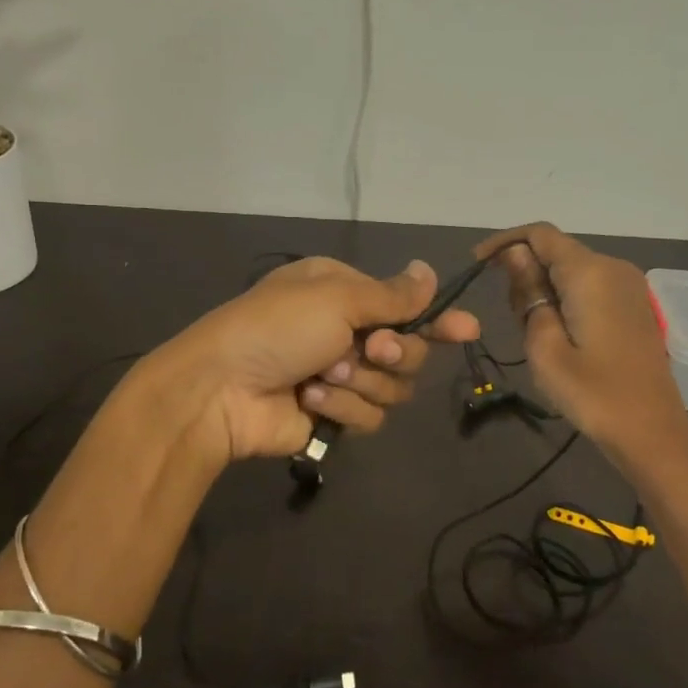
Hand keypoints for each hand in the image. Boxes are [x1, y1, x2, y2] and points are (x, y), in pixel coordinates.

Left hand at [149, 256, 479, 462]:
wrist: (221, 390)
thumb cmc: (277, 328)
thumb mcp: (336, 298)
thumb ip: (391, 295)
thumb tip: (428, 271)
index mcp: (344, 294)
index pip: (407, 306)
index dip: (438, 320)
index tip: (466, 330)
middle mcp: (347, 332)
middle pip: (410, 351)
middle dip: (394, 354)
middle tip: (370, 351)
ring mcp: (341, 377)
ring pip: (394, 388)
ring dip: (360, 383)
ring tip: (322, 378)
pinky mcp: (335, 417)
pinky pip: (370, 417)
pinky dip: (342, 410)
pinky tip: (310, 402)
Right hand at [474, 222, 687, 456]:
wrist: (651, 431)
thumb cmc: (592, 393)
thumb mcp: (545, 346)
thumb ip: (529, 293)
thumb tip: (516, 254)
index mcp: (590, 273)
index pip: (540, 234)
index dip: (505, 242)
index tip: (477, 266)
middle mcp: (612, 268)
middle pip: (556, 251)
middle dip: (525, 272)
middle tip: (512, 321)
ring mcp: (628, 285)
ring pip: (571, 269)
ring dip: (544, 289)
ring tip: (535, 335)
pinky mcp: (633, 305)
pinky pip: (589, 286)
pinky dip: (565, 298)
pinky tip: (558, 334)